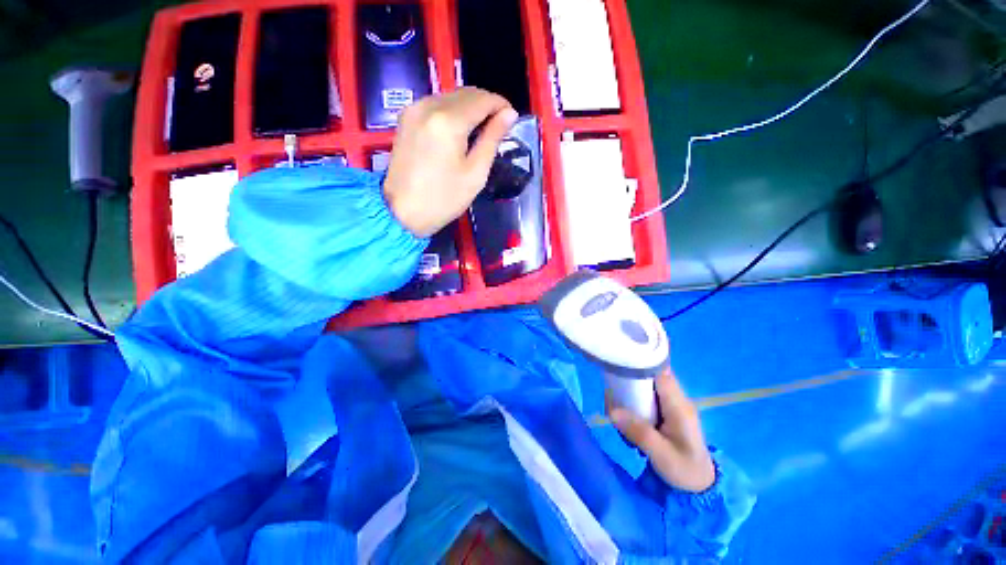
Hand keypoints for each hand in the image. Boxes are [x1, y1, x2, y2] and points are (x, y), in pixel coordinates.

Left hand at [383, 87, 518, 236]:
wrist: (402, 212)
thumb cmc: (444, 199)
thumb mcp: (475, 173)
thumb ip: (492, 139)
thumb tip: (509, 114)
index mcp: (448, 121)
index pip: (482, 99)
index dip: (501, 105)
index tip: (512, 119)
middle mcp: (429, 105)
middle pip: (466, 93)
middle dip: (486, 105)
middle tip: (498, 126)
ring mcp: (414, 109)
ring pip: (451, 97)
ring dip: (469, 108)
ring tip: (480, 131)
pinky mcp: (406, 118)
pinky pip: (436, 105)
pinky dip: (452, 112)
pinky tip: (459, 131)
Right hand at [608, 370, 715, 492]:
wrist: (700, 486)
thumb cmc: (684, 470)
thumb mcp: (661, 455)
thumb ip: (639, 432)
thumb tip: (612, 411)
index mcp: (679, 406)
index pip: (661, 372)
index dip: (641, 364)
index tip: (619, 366)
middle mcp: (676, 399)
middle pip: (649, 376)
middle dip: (628, 381)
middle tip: (611, 397)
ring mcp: (670, 404)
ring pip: (645, 386)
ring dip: (628, 394)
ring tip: (616, 411)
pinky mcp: (665, 411)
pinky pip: (645, 397)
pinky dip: (632, 403)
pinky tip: (626, 419)